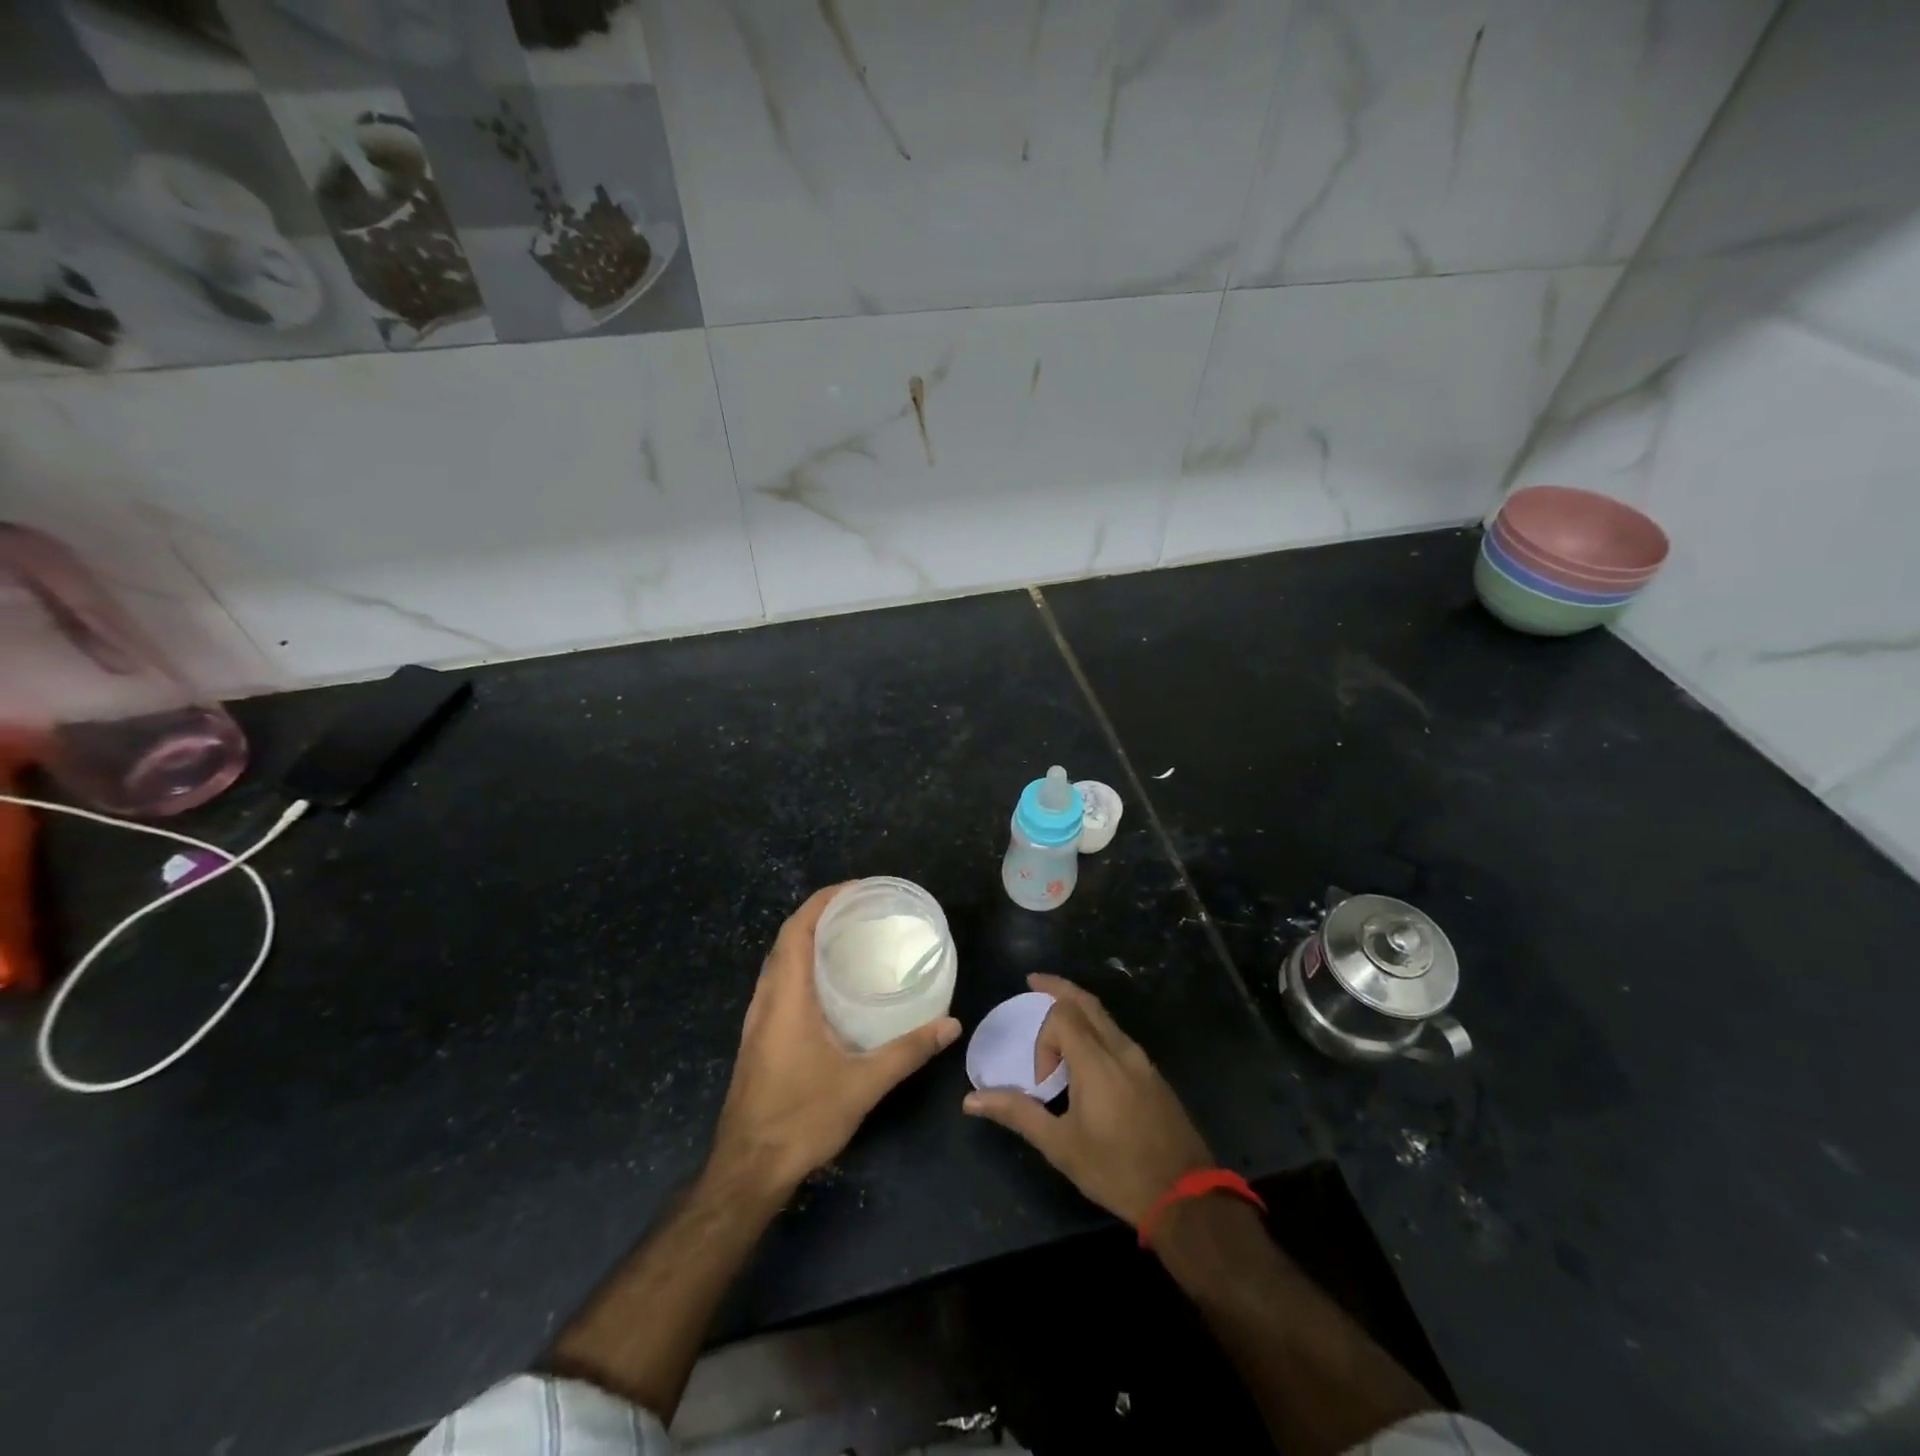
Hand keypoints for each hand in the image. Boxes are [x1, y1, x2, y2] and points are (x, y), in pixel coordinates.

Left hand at [711, 884, 961, 1197]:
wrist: (748, 1168)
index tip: (856, 889)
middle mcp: (766, 1000)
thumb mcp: (863, 1084)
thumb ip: (908, 1051)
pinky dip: (801, 967)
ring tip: (848, 938)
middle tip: (861, 910)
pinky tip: (829, 987)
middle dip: (820, 915)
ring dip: (808, 941)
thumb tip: (951, 1025)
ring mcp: (757, 1020)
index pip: (798, 929)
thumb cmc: (801, 1117)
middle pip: (787, 940)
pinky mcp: (757, 1039)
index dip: (823, 900)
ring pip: (779, 963)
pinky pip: (778, 984)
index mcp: (786, 997)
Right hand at [962, 974, 1212, 1226]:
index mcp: (1097, 1061)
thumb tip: (971, 1100)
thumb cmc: (1117, 1170)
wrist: (1185, 1196)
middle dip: (1058, 988)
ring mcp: (1142, 1061)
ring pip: (1105, 1017)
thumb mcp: (1060, 1146)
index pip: (1063, 1015)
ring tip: (1056, 1022)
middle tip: (1033, 983)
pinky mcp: (1153, 1075)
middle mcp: (1121, 1049)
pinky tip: (1086, 1056)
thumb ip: (1018, 1113)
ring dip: (1078, 1010)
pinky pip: (1118, 1036)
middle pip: (1087, 1001)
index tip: (1042, 1081)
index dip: (1043, 1039)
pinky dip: (1096, 1029)